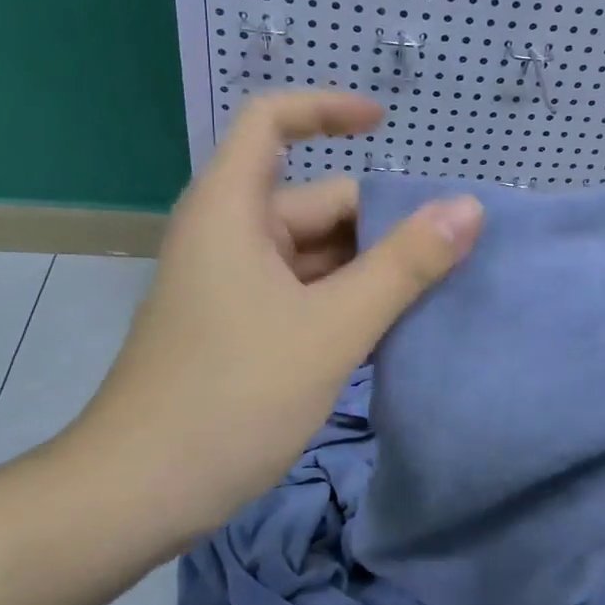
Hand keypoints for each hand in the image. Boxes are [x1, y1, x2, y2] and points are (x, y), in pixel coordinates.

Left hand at [75, 92, 482, 534]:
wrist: (136, 495)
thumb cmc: (232, 397)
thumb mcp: (333, 327)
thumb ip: (404, 266)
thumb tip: (468, 209)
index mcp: (233, 210)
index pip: (271, 121)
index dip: (327, 109)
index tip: (385, 124)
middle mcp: (229, 235)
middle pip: (315, 201)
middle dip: (380, 221)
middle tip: (452, 252)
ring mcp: (233, 284)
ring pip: (316, 254)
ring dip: (370, 269)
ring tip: (438, 291)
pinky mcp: (239, 327)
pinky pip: (305, 292)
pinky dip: (347, 301)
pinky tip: (394, 329)